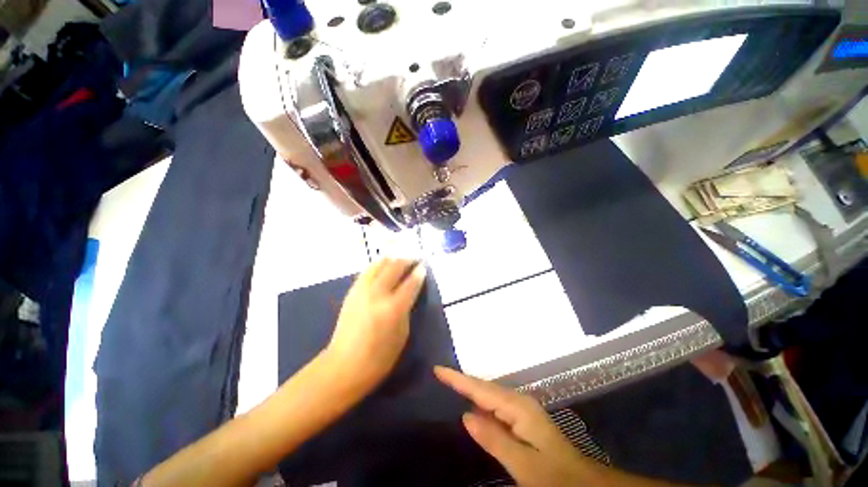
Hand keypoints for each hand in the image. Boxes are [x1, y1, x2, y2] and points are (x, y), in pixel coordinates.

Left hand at [327, 258, 426, 387]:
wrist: (343, 365)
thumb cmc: (379, 357)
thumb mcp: (402, 334)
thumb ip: (407, 309)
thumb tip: (410, 293)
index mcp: (393, 308)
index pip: (410, 283)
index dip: (419, 273)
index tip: (424, 266)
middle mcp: (377, 293)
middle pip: (395, 267)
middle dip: (407, 259)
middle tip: (415, 257)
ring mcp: (362, 290)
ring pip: (379, 264)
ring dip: (392, 258)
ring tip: (401, 255)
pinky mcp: (352, 291)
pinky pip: (368, 270)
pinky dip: (378, 264)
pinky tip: (384, 263)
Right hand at [435, 366, 596, 486]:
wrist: (581, 481)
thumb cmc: (553, 475)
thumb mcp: (522, 465)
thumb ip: (494, 439)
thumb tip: (466, 416)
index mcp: (518, 408)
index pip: (481, 389)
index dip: (458, 379)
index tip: (438, 369)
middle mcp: (518, 401)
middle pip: (484, 386)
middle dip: (461, 380)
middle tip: (439, 374)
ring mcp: (521, 408)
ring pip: (489, 394)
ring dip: (469, 388)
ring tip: (449, 383)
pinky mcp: (521, 417)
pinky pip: (495, 404)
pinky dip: (480, 401)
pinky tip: (471, 404)